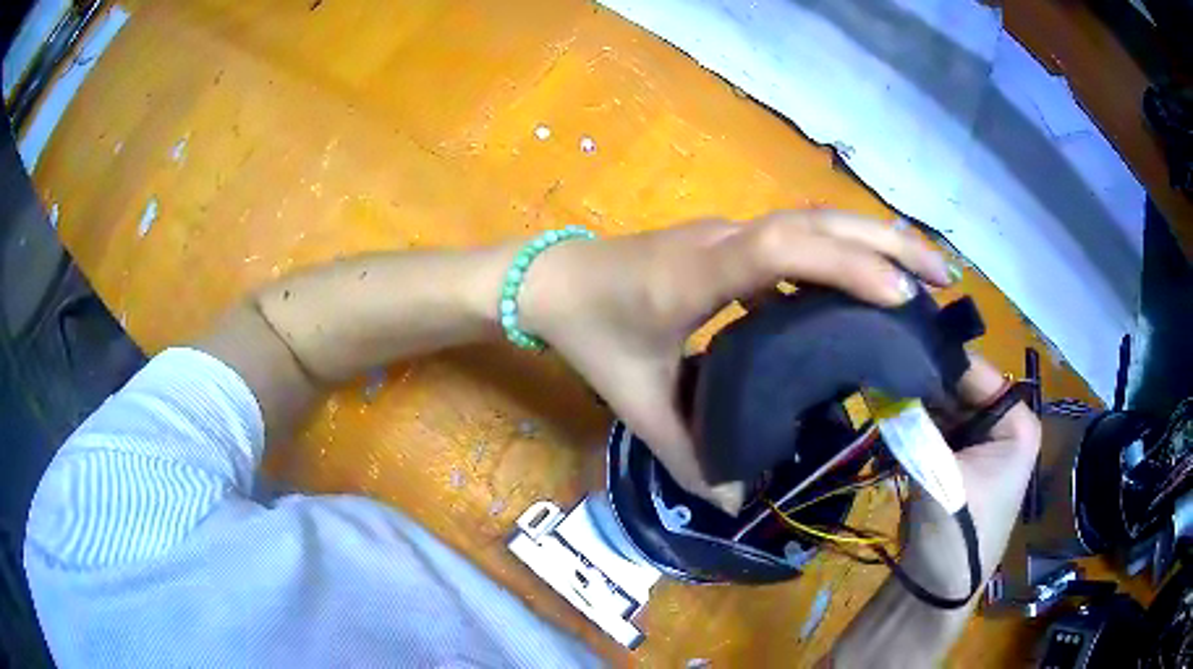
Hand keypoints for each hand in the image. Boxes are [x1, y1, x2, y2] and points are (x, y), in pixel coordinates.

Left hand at [520, 210, 956, 511]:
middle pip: (815, 221)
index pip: (783, 250)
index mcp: (701, 273)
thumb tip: (733, 499)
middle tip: (941, 278)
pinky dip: (840, 255)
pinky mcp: (729, 244)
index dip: (845, 265)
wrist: (551, 282)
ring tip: (922, 275)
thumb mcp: (634, 398)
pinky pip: (796, 240)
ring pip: (812, 222)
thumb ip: (685, 453)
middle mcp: (724, 240)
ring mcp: (728, 235)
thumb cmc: (589, 332)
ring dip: (871, 240)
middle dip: (885, 242)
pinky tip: (864, 287)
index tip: (900, 296)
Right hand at [898, 355, 1041, 595]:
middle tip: (877, 367)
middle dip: (919, 383)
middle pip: (958, 387)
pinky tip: (884, 420)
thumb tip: (882, 374)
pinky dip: (909, 426)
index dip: (935, 360)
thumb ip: (915, 425)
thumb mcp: (939, 477)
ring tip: (876, 391)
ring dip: (910, 406)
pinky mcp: (956, 458)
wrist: (935, 593)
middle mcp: (1002, 424)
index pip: (975, 372)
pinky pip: (932, 428)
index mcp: (1016, 422)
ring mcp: (979, 441)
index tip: (894, 343)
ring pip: (941, 407)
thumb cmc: (956, 538)